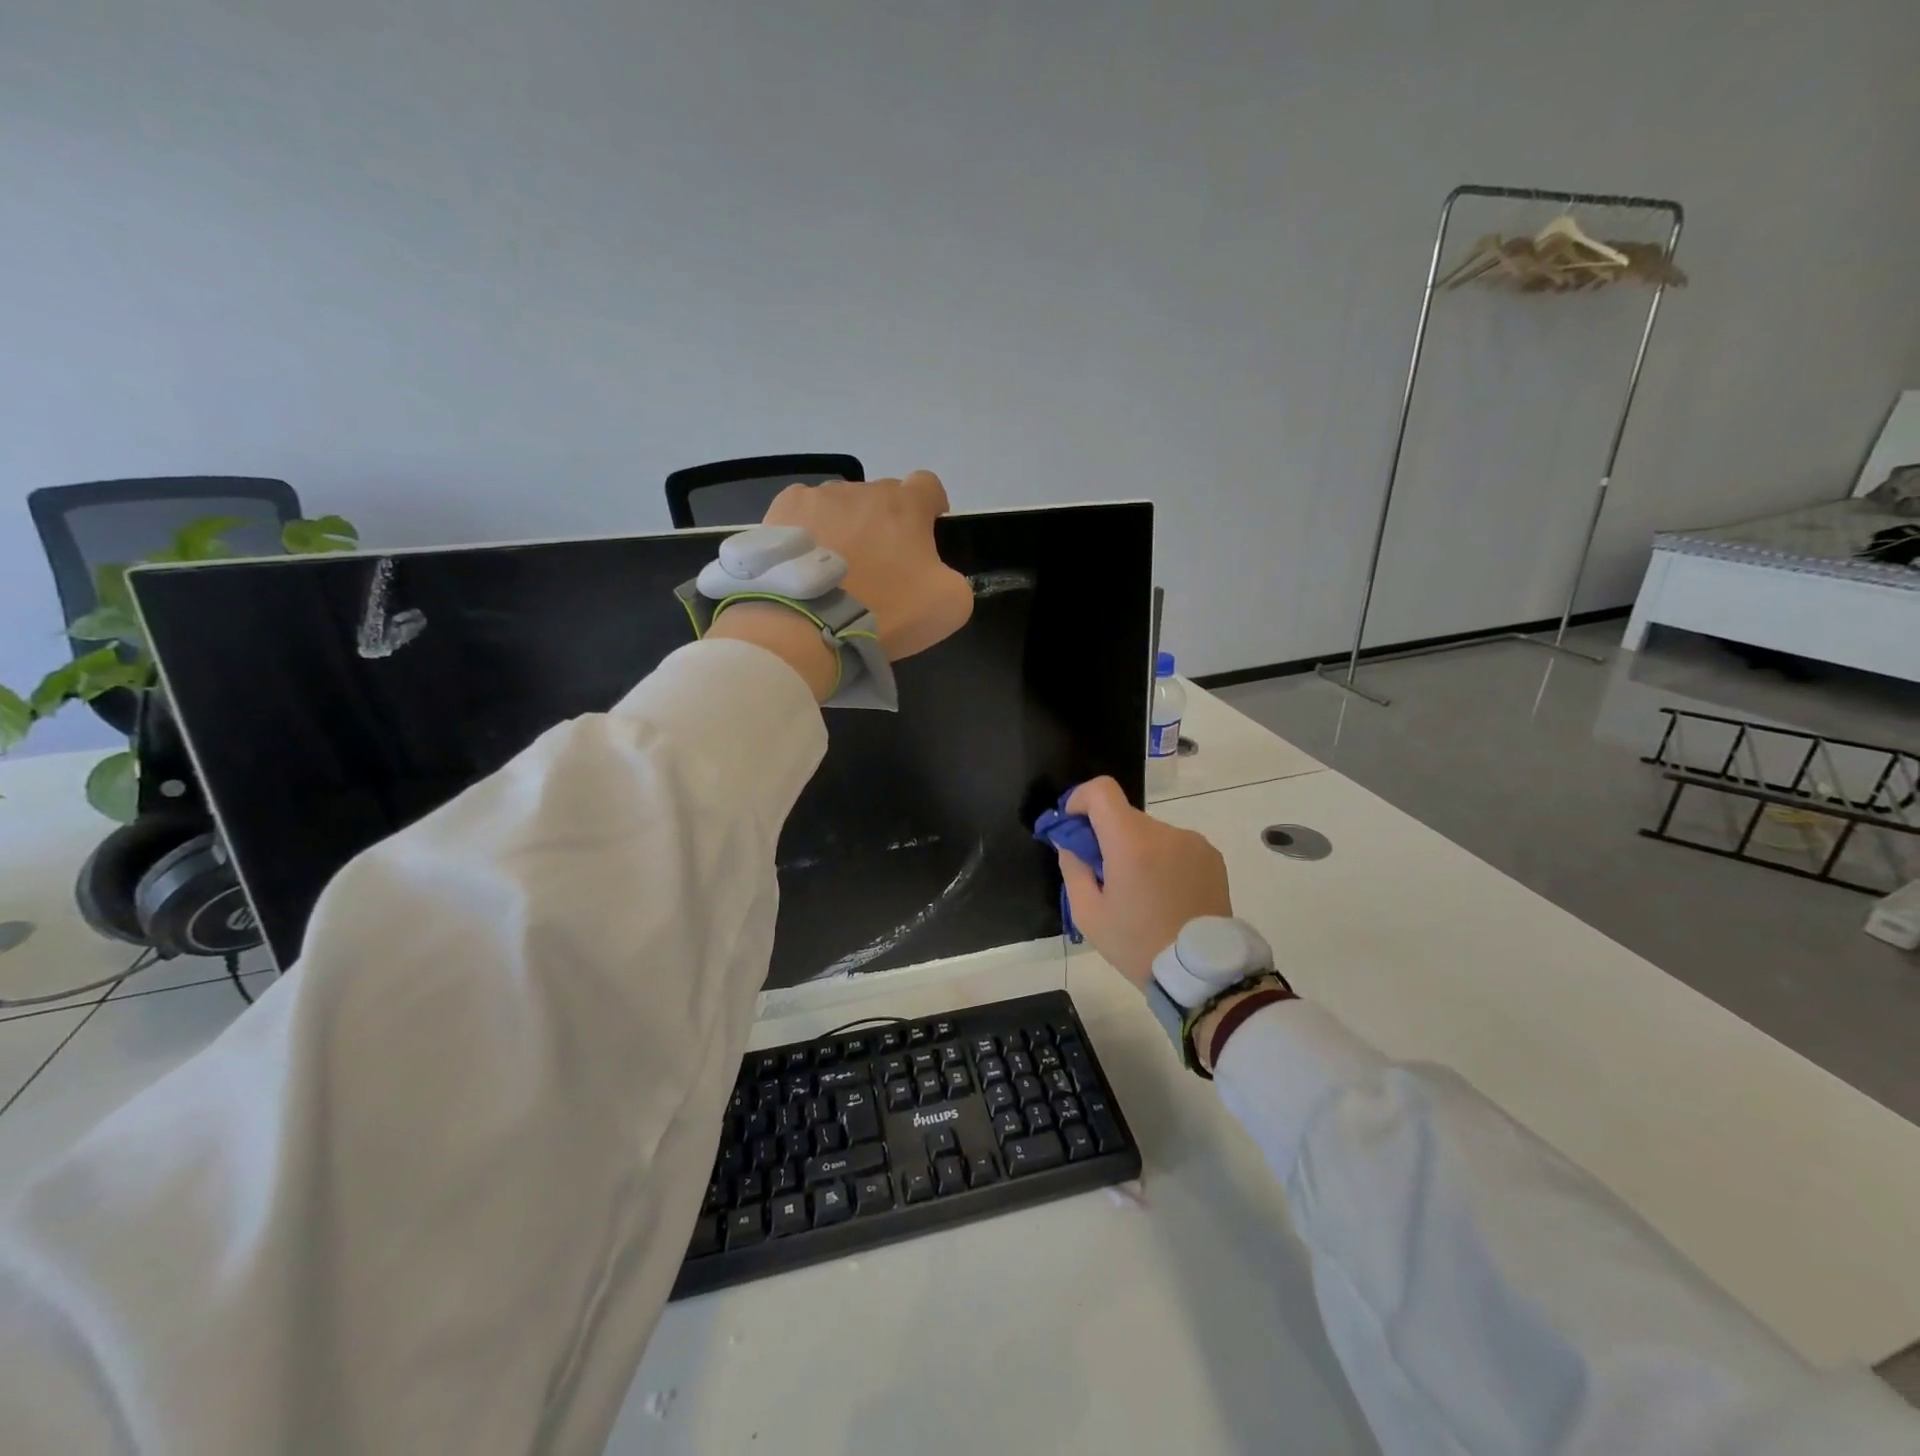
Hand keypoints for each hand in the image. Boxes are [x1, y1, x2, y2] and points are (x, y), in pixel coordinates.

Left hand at [763, 471, 972, 660]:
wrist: (810, 625)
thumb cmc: (886, 611)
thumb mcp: (949, 605)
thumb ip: (955, 579)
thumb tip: (937, 573)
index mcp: (906, 505)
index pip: (928, 485)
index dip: (931, 505)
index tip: (928, 530)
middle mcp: (863, 490)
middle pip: (882, 497)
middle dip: (887, 523)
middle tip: (881, 564)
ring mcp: (819, 497)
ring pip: (842, 504)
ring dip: (848, 526)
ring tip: (838, 567)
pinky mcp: (782, 512)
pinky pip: (804, 513)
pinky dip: (810, 530)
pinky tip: (807, 561)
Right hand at [1055, 776, 1231, 986]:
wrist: (1202, 973)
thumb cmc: (1137, 945)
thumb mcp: (1088, 913)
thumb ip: (1072, 866)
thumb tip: (1069, 840)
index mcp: (1131, 843)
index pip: (1102, 791)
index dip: (1080, 799)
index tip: (1073, 825)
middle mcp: (1165, 832)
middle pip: (1123, 815)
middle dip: (1106, 835)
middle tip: (1103, 873)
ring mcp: (1192, 841)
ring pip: (1149, 831)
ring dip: (1136, 848)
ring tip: (1139, 891)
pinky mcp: (1211, 855)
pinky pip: (1174, 844)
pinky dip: (1161, 858)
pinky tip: (1165, 893)